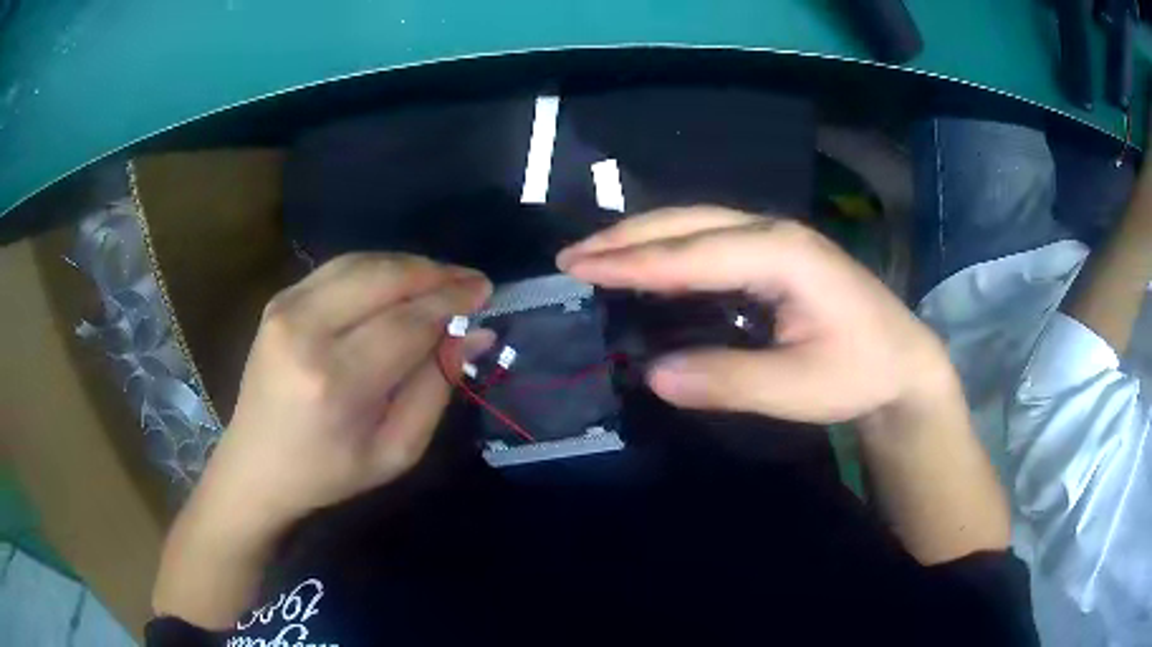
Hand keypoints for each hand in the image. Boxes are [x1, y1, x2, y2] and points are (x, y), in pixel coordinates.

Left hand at [154, 253, 491, 626]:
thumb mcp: (396, 450)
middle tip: (470, 281)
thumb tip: (474, 335)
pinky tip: (398, 284)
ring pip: (361, 263)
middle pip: (383, 278)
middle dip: (434, 273)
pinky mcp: (278, 300)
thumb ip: (436, 388)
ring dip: (408, 266)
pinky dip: (377, 268)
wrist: (256, 465)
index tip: (485, 291)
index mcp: (335, 381)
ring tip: (441, 280)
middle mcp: (305, 330)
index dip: (451, 301)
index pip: (407, 322)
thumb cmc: (329, 472)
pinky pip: (338, 268)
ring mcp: (285, 308)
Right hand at [558, 207, 952, 423]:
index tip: (580, 268)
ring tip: (596, 254)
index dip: (634, 263)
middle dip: (627, 237)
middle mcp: (774, 232)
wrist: (903, 360)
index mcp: (783, 254)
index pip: (694, 254)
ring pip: (696, 223)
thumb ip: (729, 380)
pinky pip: (710, 239)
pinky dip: (669, 248)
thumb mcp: (800, 387)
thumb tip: (654, 374)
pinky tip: (648, 263)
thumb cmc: (860, 371)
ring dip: (644, 237)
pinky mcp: (775, 252)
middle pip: (689, 222)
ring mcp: (775, 237)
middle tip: (572, 257)